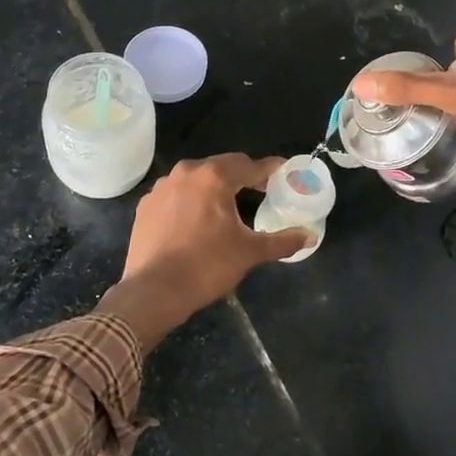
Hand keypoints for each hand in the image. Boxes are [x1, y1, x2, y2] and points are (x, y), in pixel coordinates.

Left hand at [97, 155, 308, 348]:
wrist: (154, 291)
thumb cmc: (207, 266)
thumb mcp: (249, 253)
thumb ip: (282, 241)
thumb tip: (310, 236)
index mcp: (214, 177)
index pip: (249, 164)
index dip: (269, 170)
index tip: (283, 174)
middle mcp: (186, 172)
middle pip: (222, 167)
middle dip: (242, 177)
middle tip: (260, 192)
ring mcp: (161, 187)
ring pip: (196, 179)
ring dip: (214, 187)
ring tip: (227, 207)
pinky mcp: (146, 205)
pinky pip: (176, 194)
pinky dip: (190, 200)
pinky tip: (196, 220)